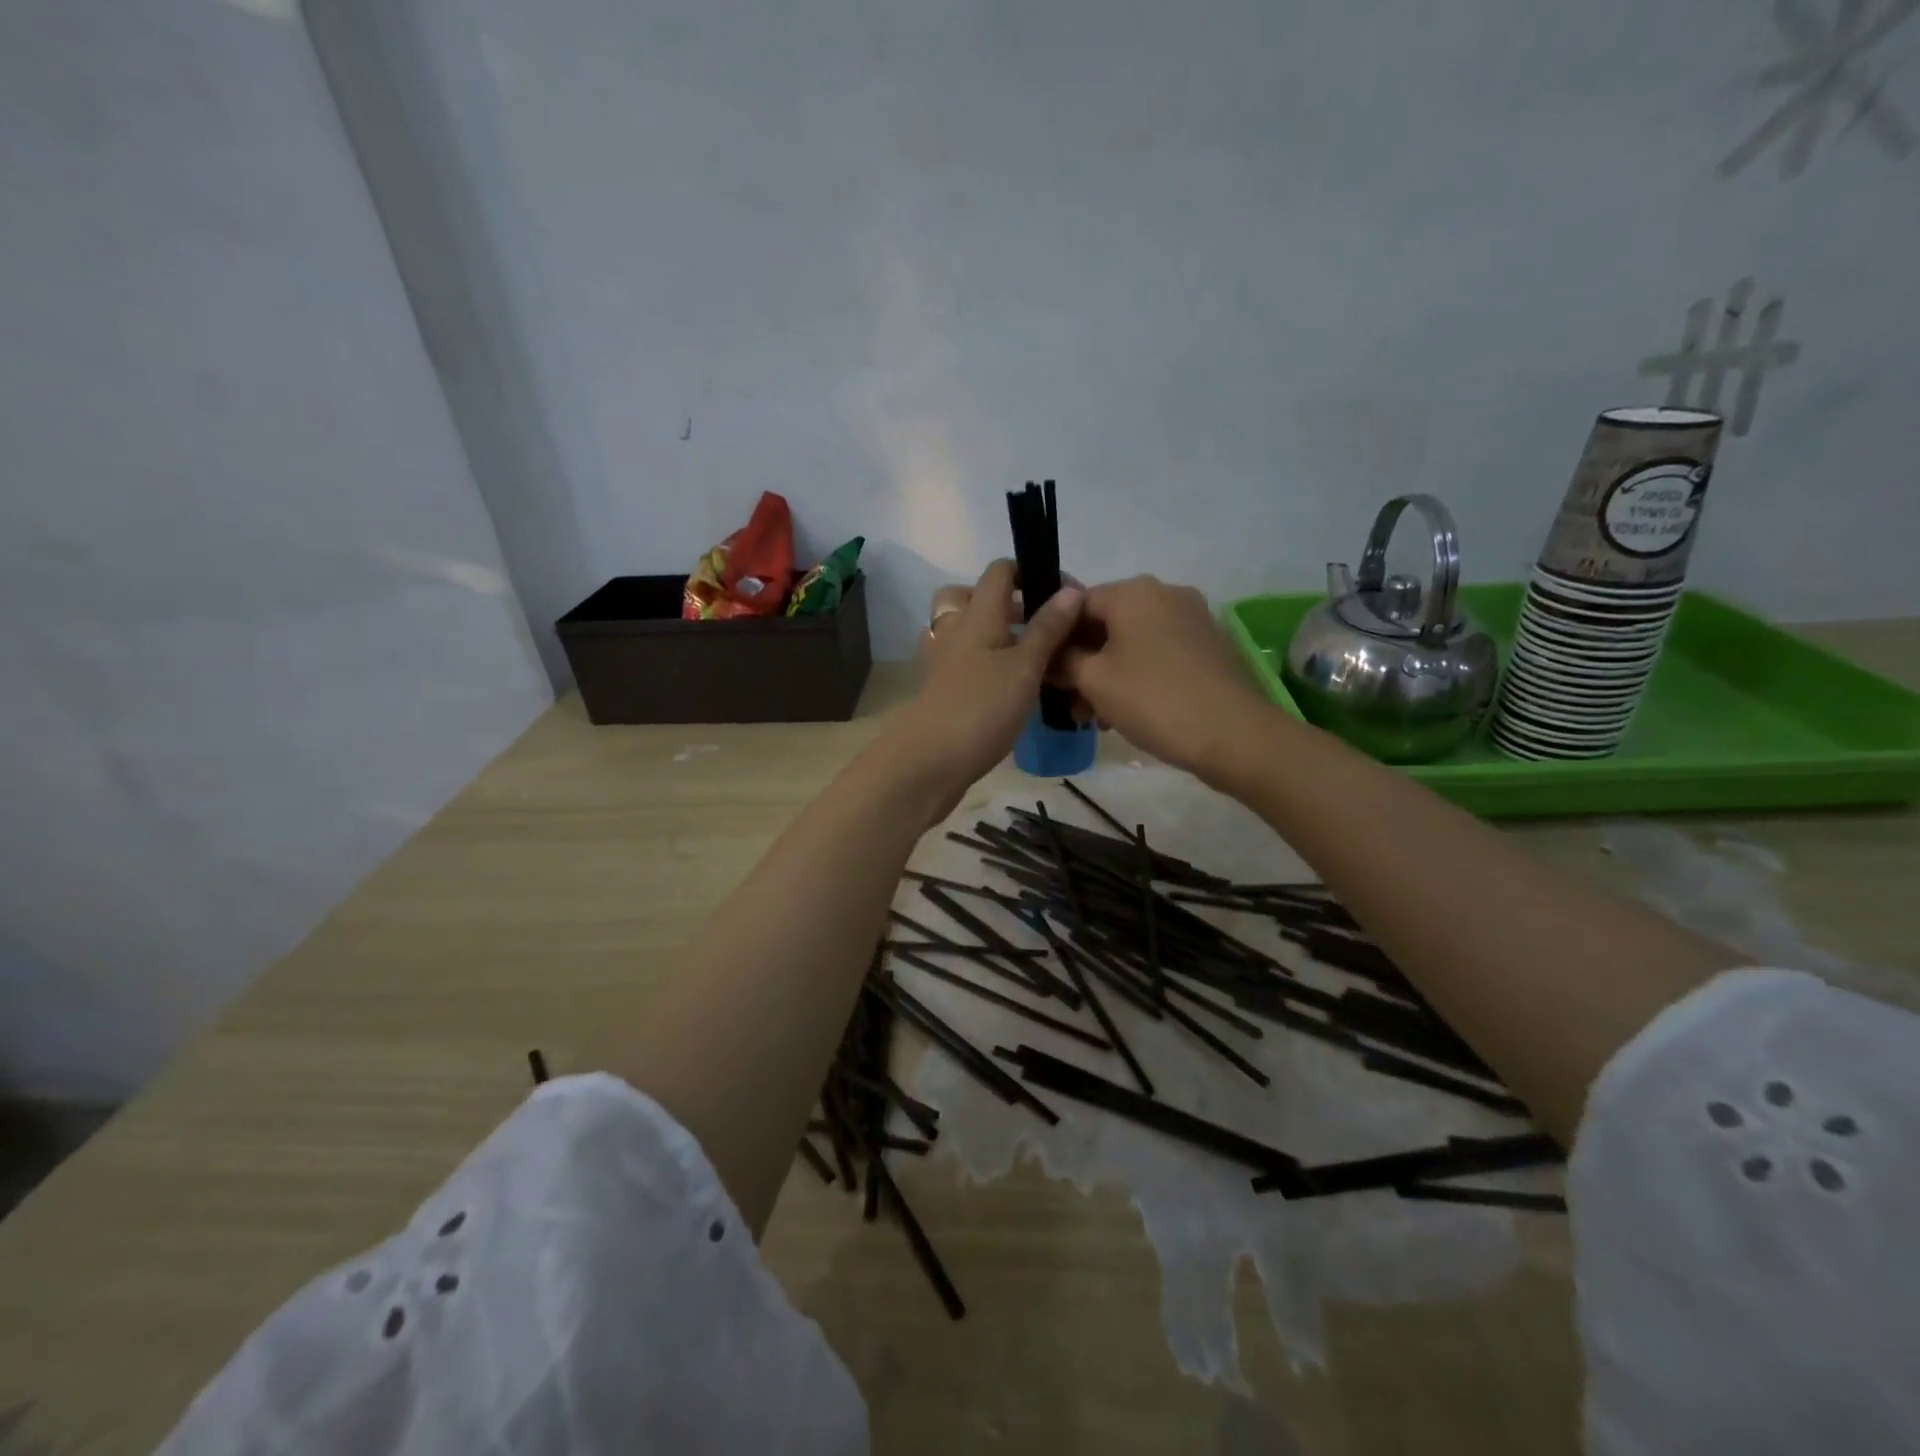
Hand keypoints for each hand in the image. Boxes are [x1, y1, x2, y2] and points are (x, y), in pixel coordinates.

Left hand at [889, 560, 1082, 799]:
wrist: (929, 762)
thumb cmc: (981, 708)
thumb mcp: (1024, 667)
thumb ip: (1047, 629)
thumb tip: (1071, 590)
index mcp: (977, 614)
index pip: (1000, 571)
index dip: (1032, 573)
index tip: (1064, 596)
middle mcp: (955, 629)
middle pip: (974, 597)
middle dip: (1009, 604)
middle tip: (1042, 627)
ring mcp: (943, 661)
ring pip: (968, 631)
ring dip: (998, 636)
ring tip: (1031, 659)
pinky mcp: (941, 689)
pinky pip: (965, 662)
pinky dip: (986, 665)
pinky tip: (1009, 688)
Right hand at [1053, 575, 1266, 778]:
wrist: (1233, 734)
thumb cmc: (1153, 699)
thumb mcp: (1094, 681)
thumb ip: (1063, 661)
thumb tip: (1049, 655)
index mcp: (1133, 592)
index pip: (1075, 604)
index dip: (1054, 638)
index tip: (1044, 673)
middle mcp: (1164, 594)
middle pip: (1105, 624)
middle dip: (1081, 663)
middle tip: (1068, 704)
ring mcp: (1192, 619)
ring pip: (1131, 642)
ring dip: (1107, 675)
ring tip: (1095, 718)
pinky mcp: (1208, 645)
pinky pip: (1158, 653)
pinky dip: (1137, 676)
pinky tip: (1126, 712)